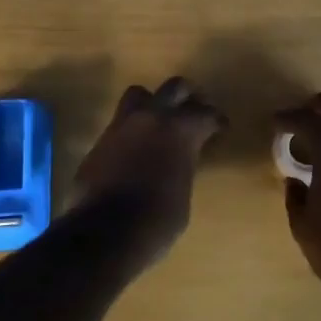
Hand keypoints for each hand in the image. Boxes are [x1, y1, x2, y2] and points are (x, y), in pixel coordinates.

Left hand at [76, 77, 224, 260]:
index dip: (216, 120)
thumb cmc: (157, 221)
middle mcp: (152, 117)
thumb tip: (177, 162)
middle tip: (194, 109)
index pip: (205, 114)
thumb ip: (182, 167)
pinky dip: (131, 129)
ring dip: (152, 103)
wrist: (105, 232)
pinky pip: (120, 123)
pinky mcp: (100, 140)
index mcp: (181, 130)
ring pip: (139, 94)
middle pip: (174, 87)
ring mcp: (122, 125)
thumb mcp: (183, 194)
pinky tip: (135, 147)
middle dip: (188, 96)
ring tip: (159, 119)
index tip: (221, 128)